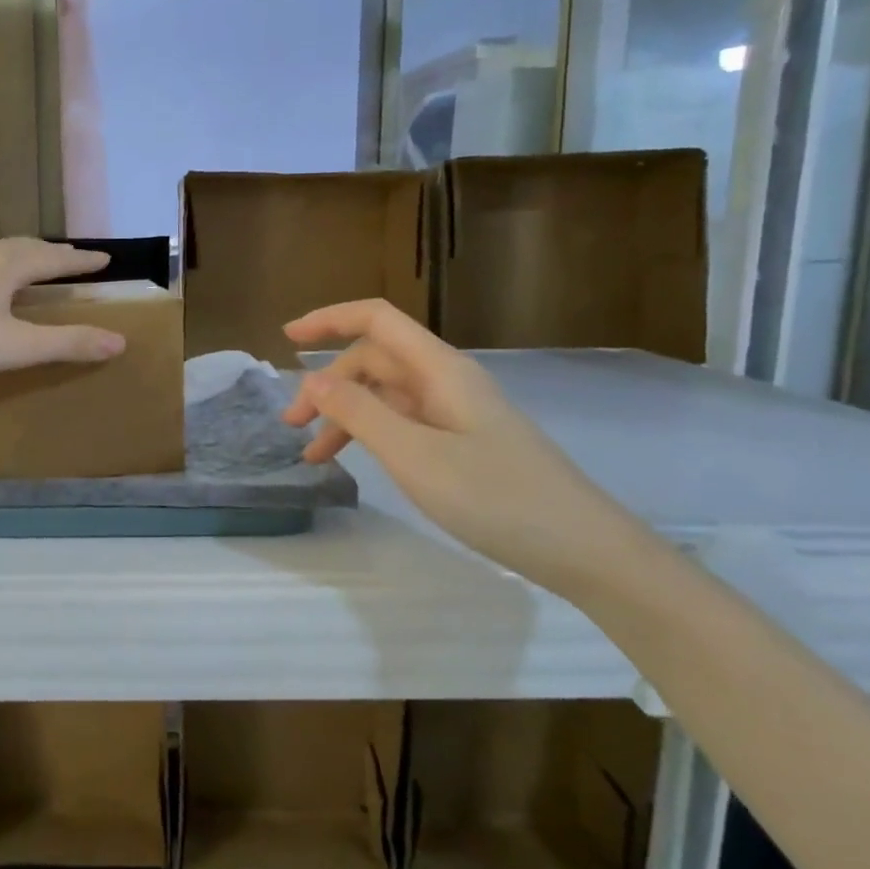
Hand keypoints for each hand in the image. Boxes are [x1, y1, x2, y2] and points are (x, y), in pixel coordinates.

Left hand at [0, 238, 125, 374]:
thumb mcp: (15, 346)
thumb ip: (66, 344)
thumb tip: (119, 341)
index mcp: (8, 267)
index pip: (56, 259)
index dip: (82, 261)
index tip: (106, 258)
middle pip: (27, 247)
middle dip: (54, 253)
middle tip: (73, 258)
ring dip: (23, 256)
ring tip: (33, 264)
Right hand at [280, 299, 645, 590]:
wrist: (583, 549)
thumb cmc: (495, 497)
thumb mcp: (414, 455)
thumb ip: (359, 413)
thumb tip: (313, 379)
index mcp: (438, 369)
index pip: (376, 320)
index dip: (329, 319)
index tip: (286, 338)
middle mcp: (447, 381)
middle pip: (375, 360)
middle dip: (328, 384)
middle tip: (292, 425)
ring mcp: (457, 412)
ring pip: (387, 395)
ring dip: (345, 414)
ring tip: (313, 454)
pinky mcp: (464, 442)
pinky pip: (404, 422)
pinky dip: (371, 434)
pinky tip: (356, 461)